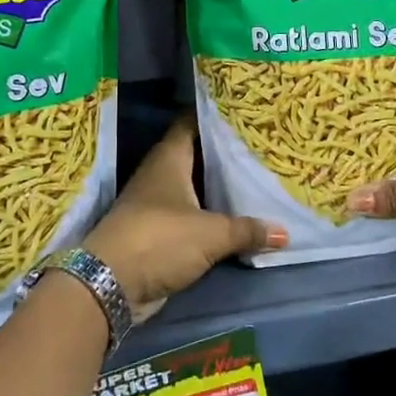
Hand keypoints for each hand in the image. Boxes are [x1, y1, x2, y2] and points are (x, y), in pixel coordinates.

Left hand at [82, 115, 284, 319]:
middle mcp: (160, 175)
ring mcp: (156, 204)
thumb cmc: (160, 239)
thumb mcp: (211, 233)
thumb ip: (247, 230)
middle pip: (195, 155)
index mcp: (169, 159)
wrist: (110, 283)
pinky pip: (190, 216)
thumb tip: (285, 233)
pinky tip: (235, 218)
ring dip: (217, 188)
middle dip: (223, 153)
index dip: (213, 115)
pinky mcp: (157, 232)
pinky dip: (209, 216)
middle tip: (259, 147)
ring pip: (193, 187)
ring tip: (254, 179)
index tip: (242, 112)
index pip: (191, 123)